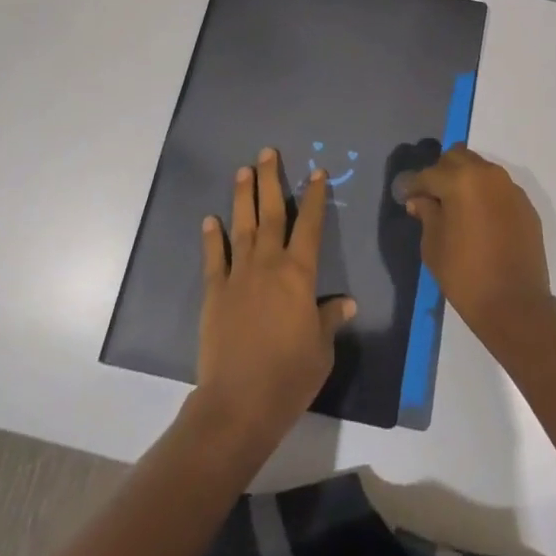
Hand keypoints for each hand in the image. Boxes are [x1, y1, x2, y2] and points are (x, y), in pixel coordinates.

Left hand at [196, 148, 355, 449]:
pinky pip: (214, 258)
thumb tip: (345, 303)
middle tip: (267, 152)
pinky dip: (212, 237)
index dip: (314, 197)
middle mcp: (269, 264)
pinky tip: (210, 220)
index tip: (316, 172)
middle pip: (271, 213)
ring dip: (243, 196)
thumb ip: (330, 320)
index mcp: (299, 274)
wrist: (239, 402)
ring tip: (243, 170)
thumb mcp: (321, 349)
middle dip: (271, 180)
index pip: (309, 225)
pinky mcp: (214, 293)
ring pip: (242, 226)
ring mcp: (238, 276)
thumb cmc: (290, 376)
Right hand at [401, 148, 551, 348]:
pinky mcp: (525, 205)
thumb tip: (420, 199)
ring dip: (465, 180)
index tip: (404, 195)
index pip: (428, 174)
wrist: (516, 305)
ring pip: (481, 169)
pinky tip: (480, 219)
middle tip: (432, 197)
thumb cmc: (465, 276)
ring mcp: (510, 188)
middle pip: (457, 158)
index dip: (412, 185)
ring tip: (456, 207)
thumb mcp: (433, 245)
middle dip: (441, 172)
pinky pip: (499, 189)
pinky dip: (485, 195)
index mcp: (461, 180)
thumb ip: (426, 213)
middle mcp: (487, 174)